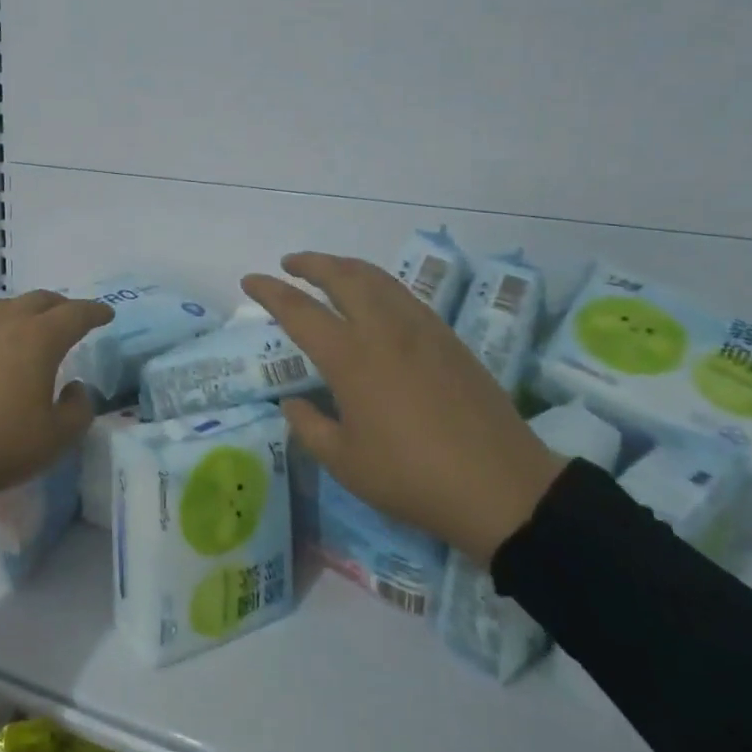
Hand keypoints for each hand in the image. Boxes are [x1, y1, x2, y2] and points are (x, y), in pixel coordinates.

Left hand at [0, 291, 114, 498]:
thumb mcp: (54, 439)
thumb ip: (78, 410)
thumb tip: (76, 388)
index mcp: (38, 340)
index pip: (74, 314)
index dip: (94, 312)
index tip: (107, 314)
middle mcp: (6, 326)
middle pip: (39, 300)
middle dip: (62, 305)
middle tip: (74, 318)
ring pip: (7, 307)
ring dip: (29, 310)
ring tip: (36, 326)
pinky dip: (2, 326)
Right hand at [242, 253, 563, 565]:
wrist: (501, 487)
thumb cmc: (412, 478)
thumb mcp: (345, 462)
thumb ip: (309, 427)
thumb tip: (293, 402)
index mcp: (350, 357)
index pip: (299, 310)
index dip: (269, 291)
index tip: (250, 280)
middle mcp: (384, 329)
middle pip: (342, 276)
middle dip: (310, 263)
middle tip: (289, 264)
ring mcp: (421, 329)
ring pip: (377, 278)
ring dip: (346, 267)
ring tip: (329, 272)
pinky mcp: (448, 338)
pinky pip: (403, 295)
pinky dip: (377, 284)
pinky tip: (375, 301)